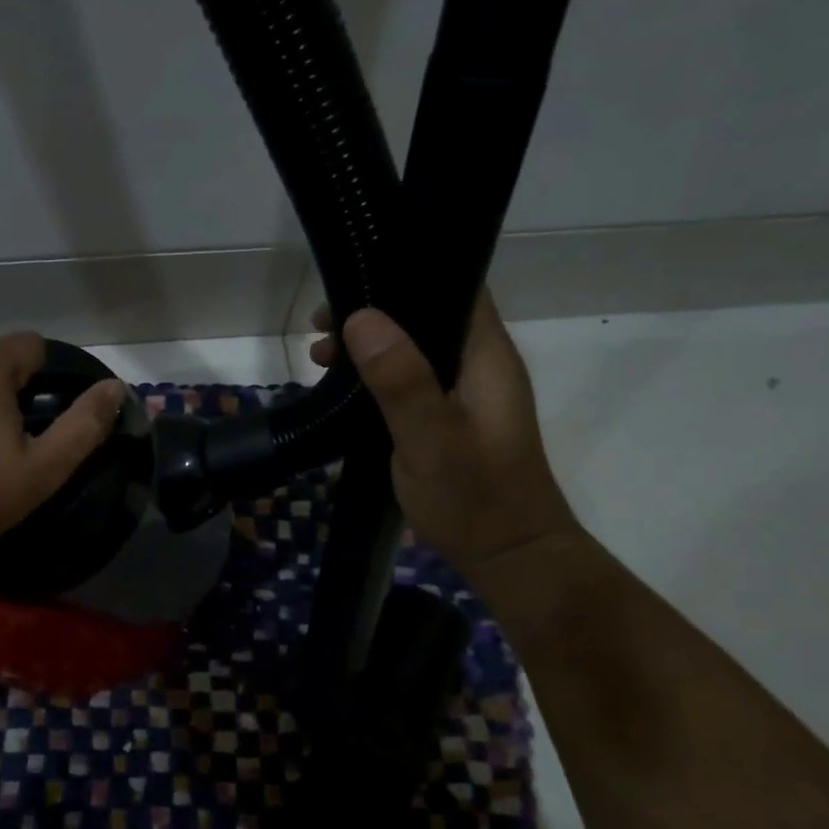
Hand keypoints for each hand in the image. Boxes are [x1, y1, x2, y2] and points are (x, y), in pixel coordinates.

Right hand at [311, 292, 580, 579]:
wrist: (508, 556)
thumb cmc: (473, 497)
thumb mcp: (429, 438)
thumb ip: (400, 380)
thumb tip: (361, 317)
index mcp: (485, 357)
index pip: (456, 286)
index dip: (406, 272)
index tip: (354, 277)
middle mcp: (479, 365)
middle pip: (426, 316)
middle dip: (373, 313)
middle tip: (322, 325)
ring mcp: (465, 394)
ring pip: (413, 349)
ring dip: (369, 347)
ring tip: (320, 356)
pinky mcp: (448, 419)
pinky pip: (409, 381)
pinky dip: (375, 376)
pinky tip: (342, 389)